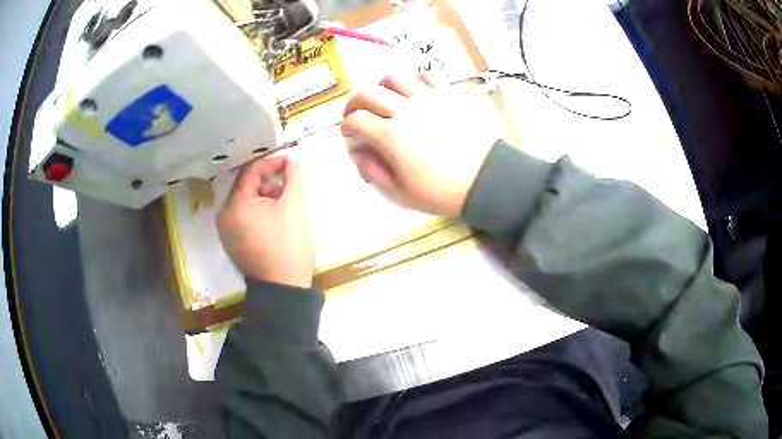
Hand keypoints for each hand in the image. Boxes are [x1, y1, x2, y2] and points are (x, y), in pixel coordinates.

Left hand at [217, 156, 314, 288]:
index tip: (291, 163)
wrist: (283, 289)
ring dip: (266, 197)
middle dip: (270, 182)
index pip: (251, 172)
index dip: (272, 164)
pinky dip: (260, 213)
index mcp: (235, 205)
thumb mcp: (295, 206)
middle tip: (291, 187)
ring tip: (287, 204)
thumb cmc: (288, 245)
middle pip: (247, 188)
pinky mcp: (234, 244)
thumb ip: (295, 177)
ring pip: (246, 203)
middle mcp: (224, 216)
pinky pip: (245, 219)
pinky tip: (277, 219)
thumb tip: (292, 162)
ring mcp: (227, 232)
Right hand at [341, 73, 501, 215]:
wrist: (485, 179)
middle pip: (367, 92)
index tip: (348, 133)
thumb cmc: (442, 191)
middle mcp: (405, 110)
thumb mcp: (401, 192)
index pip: (356, 120)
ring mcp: (427, 98)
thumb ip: (373, 170)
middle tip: (356, 113)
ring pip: (393, 77)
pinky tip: (414, 91)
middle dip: (354, 102)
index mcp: (391, 136)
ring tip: (383, 99)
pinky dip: (414, 78)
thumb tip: (356, 152)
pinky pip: (426, 74)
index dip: (346, 126)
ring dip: (381, 86)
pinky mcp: (447, 95)